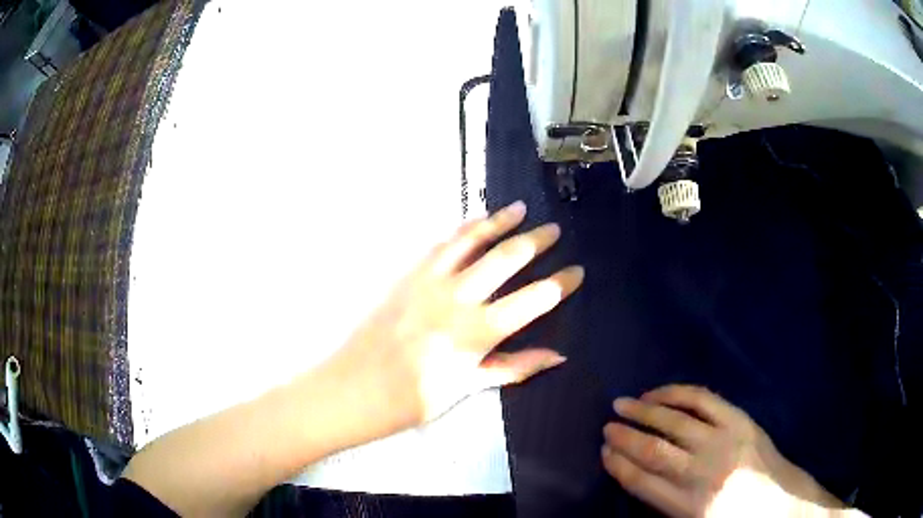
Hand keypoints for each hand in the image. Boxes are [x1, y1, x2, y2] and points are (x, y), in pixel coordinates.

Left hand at [327, 201, 583, 437]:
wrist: (357, 387)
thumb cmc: (416, 398)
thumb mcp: (469, 388)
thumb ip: (515, 367)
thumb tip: (558, 356)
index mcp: (478, 331)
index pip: (534, 299)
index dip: (561, 283)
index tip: (577, 272)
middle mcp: (459, 298)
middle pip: (508, 258)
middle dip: (537, 241)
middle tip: (554, 230)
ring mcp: (431, 281)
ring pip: (473, 240)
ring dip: (499, 222)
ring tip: (519, 208)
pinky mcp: (409, 274)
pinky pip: (441, 244)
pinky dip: (462, 229)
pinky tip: (474, 221)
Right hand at [602, 385, 842, 517]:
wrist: (777, 502)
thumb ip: (663, 501)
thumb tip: (636, 473)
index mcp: (686, 505)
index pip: (640, 481)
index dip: (618, 464)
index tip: (603, 452)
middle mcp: (701, 472)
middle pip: (653, 450)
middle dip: (624, 436)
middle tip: (607, 426)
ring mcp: (723, 441)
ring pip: (674, 421)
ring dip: (643, 411)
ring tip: (622, 404)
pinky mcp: (739, 420)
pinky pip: (702, 399)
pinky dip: (676, 393)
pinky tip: (659, 392)